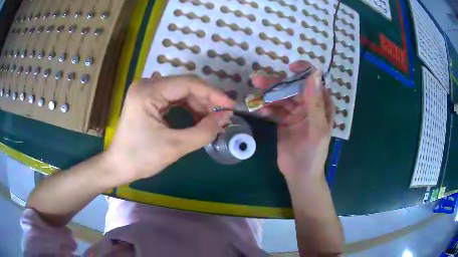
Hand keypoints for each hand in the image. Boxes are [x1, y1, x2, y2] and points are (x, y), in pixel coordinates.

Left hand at [105, 75, 233, 184]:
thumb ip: (204, 131)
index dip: (213, 94)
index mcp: (148, 91)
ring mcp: (146, 92)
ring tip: (212, 121)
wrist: (118, 167)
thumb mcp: (175, 146)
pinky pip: (173, 100)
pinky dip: (187, 109)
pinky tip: (198, 119)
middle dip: (206, 101)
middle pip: (185, 86)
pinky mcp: (147, 100)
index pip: (188, 84)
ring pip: (180, 92)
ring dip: (198, 106)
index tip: (230, 106)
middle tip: (222, 117)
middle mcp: (147, 85)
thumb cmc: (141, 158)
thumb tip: (225, 117)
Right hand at [251, 60, 334, 179]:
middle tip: (258, 80)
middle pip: (292, 88)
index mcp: (321, 105)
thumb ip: (315, 102)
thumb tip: (314, 74)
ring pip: (281, 98)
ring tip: (254, 92)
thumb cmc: (314, 153)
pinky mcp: (283, 121)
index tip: (290, 68)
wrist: (300, 174)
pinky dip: (267, 109)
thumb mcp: (317, 128)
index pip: (313, 82)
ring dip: (268, 95)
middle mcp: (308, 106)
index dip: (304, 72)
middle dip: (277, 83)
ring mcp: (294, 113)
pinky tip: (260, 110)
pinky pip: (274, 110)